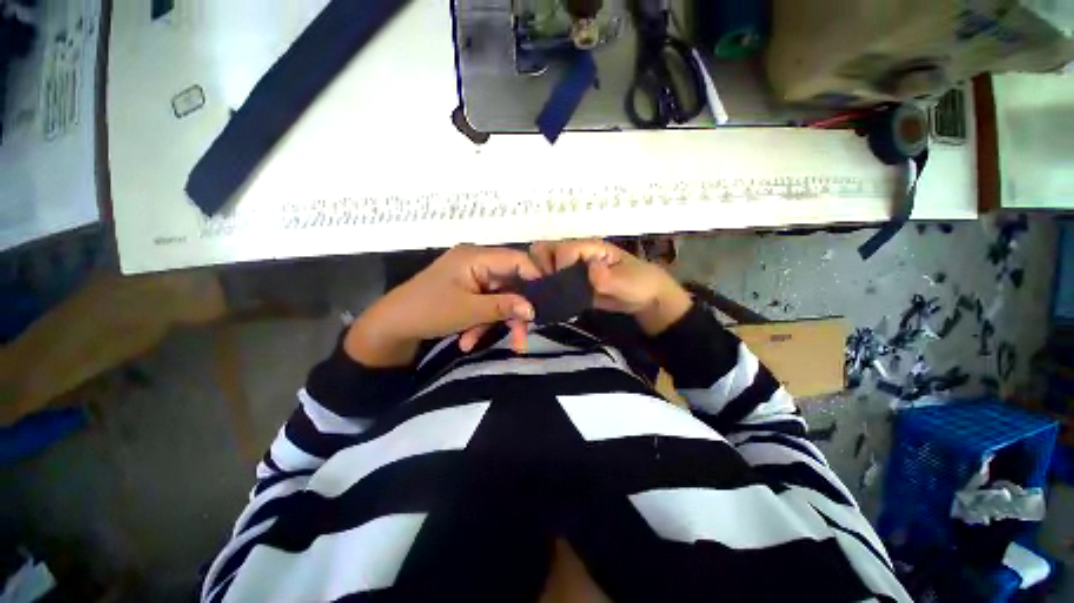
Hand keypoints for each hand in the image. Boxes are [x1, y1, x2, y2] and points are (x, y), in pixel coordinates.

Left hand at [346, 245, 539, 366]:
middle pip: (510, 283)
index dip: (536, 279)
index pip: (518, 260)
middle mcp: (476, 261)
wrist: (390, 326)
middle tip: (521, 339)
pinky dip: (480, 321)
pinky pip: (484, 303)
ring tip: (474, 343)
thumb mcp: (469, 311)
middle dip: (513, 312)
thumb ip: (504, 307)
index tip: (547, 303)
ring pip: (498, 297)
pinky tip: (467, 340)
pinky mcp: (466, 289)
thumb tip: (534, 309)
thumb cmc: (428, 311)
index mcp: (476, 256)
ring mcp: (471, 276)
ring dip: (493, 321)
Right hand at [530, 239, 692, 335]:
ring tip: (549, 294)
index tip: (566, 283)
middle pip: (544, 249)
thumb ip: (607, 278)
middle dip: (541, 266)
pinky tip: (551, 301)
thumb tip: (589, 270)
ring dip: (541, 277)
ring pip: (543, 264)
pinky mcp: (570, 283)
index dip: (560, 264)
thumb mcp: (628, 282)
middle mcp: (576, 254)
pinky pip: (551, 281)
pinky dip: (547, 289)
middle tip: (551, 286)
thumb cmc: (640, 283)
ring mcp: (571, 268)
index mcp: (590, 247)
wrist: (644, 299)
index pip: (563, 249)